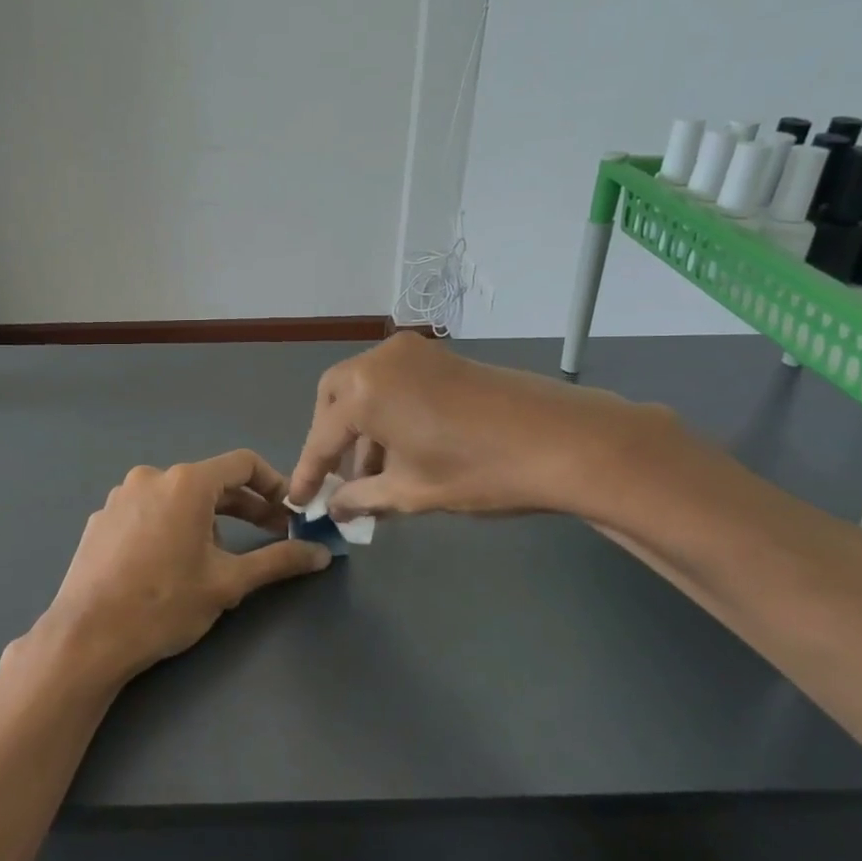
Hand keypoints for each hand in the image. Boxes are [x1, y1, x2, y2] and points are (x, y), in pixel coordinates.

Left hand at [32, 450, 331, 690]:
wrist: (86, 638)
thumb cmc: (164, 605)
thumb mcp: (228, 583)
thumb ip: (278, 561)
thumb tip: (321, 554)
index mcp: (186, 483)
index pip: (243, 464)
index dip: (274, 484)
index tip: (290, 511)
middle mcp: (152, 477)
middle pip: (211, 481)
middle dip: (246, 507)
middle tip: (273, 535)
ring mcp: (121, 497)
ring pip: (178, 498)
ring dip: (208, 519)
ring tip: (217, 559)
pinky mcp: (101, 519)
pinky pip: (149, 512)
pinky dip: (172, 526)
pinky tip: (171, 564)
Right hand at [287, 333, 673, 522]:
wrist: (562, 441)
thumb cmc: (476, 470)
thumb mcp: (411, 491)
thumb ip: (362, 497)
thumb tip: (335, 507)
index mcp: (364, 389)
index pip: (322, 436)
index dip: (309, 472)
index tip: (298, 501)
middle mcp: (381, 360)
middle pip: (336, 397)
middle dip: (332, 438)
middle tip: (336, 478)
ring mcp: (414, 352)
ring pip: (367, 389)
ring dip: (362, 429)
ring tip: (372, 477)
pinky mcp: (441, 357)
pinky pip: (395, 384)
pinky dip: (388, 414)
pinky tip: (401, 451)